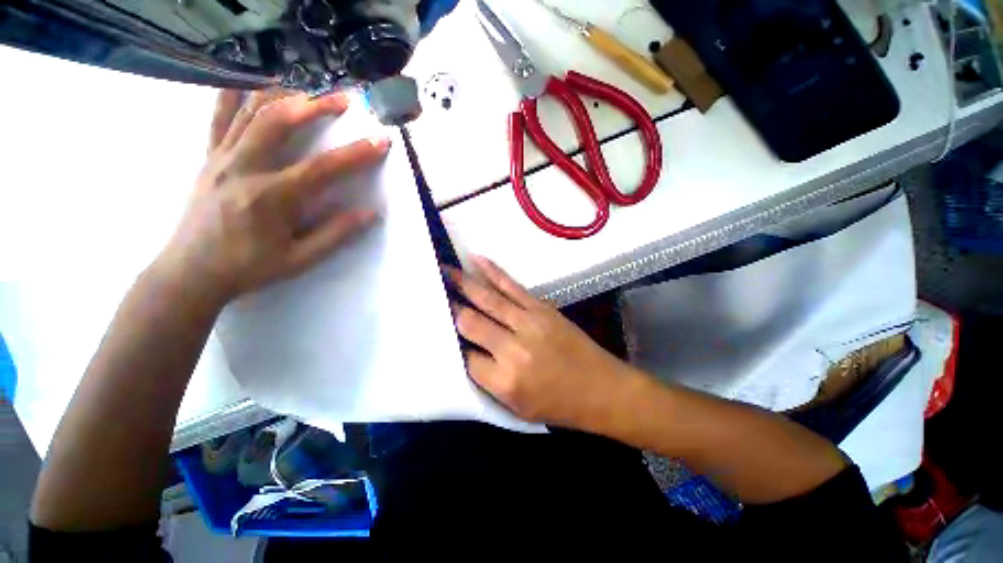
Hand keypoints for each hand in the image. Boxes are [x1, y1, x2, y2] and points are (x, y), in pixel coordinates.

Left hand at [156, 89, 390, 305]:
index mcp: (272, 198)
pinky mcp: (208, 156)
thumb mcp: (300, 260)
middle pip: (280, 121)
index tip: (381, 140)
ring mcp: (221, 157)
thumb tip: (371, 214)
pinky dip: (236, 94)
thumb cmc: (249, 267)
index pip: (323, 168)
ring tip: (308, 89)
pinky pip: (219, 116)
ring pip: (250, 111)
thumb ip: (336, 235)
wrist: (190, 272)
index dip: (357, 153)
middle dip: (315, 105)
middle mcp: (244, 168)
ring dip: (283, 94)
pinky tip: (253, 84)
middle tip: (343, 99)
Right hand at [449, 256, 635, 429]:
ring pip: (487, 299)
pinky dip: (493, 272)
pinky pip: (512, 287)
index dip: (450, 343)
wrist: (600, 388)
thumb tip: (465, 352)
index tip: (439, 329)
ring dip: (463, 282)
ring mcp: (528, 323)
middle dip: (448, 306)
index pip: (463, 356)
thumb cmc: (557, 405)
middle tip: (431, 290)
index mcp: (503, 380)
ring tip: (444, 270)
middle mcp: (511, 348)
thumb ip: (487, 380)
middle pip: (469, 321)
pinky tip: (478, 260)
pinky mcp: (541, 308)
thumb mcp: (516, 407)